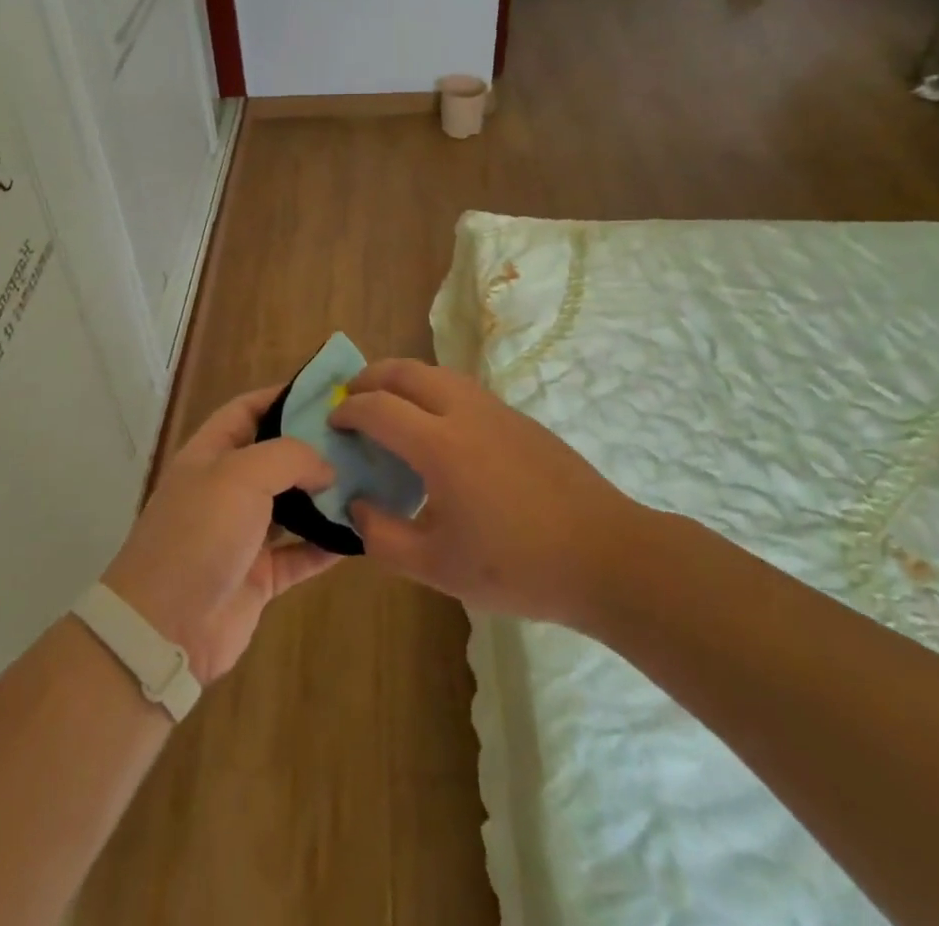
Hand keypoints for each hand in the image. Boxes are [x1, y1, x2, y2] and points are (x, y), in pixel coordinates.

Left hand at [102, 387, 342, 685]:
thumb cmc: (199, 534)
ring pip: (291, 505)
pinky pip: (300, 553)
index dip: (282, 396)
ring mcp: (242, 534)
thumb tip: (327, 467)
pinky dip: (327, 545)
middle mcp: (226, 489)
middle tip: (360, 438)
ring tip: (369, 480)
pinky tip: (361, 534)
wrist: (165, 628)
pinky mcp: (259, 576)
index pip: (247, 410)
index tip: (328, 393)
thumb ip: (290, 457)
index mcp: (210, 454)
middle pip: (274, 456)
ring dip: (325, 495)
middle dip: (313, 446)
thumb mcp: (241, 475)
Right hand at [332, 359, 640, 626]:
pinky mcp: (518, 418)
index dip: (348, 411)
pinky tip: (435, 429)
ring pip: (437, 373)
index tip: (332, 423)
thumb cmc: (517, 567)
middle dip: (370, 377)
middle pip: (405, 370)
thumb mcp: (438, 568)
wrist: (605, 555)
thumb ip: (384, 538)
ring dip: (403, 380)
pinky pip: (462, 388)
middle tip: (351, 399)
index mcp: (439, 444)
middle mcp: (464, 411)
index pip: (378, 407)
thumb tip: (358, 505)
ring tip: (388, 407)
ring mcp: (496, 409)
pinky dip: (432, 391)